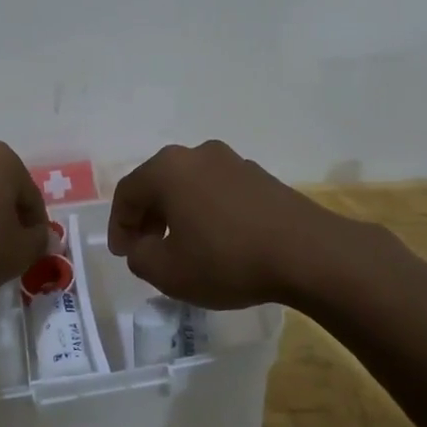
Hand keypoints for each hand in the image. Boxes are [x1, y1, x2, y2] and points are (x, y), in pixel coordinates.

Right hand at [107, 140, 350, 307]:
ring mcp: (233, 161)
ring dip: (178, 212)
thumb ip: (140, 257)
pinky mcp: (260, 176)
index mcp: (168, 169)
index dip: (119, 224)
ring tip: (183, 246)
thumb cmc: (227, 259)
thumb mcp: (168, 272)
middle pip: (158, 183)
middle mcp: (197, 154)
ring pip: (190, 185)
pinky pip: (218, 190)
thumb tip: (143, 245)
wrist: (307, 252)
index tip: (124, 254)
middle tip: (147, 248)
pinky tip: (217, 240)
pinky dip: (207, 211)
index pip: (128, 192)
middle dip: (148, 216)